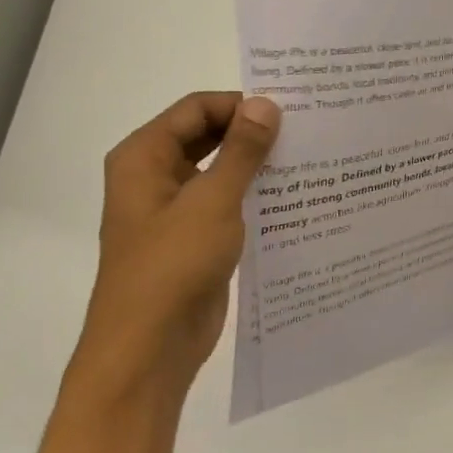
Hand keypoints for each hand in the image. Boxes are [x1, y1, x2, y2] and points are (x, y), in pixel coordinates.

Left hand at [80, 92, 280, 391]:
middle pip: (206, 136)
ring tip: (307, 159)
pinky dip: (254, 196)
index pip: (196, 109)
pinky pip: (226, 203)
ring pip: (219, 171)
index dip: (240, 105)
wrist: (150, 347)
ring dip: (255, 165)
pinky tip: (293, 198)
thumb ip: (241, 151)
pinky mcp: (194, 238)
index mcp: (144, 157)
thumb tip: (266, 105)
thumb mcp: (212, 201)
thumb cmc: (173, 265)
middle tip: (304, 130)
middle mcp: (155, 176)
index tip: (290, 111)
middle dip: (250, 132)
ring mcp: (175, 210)